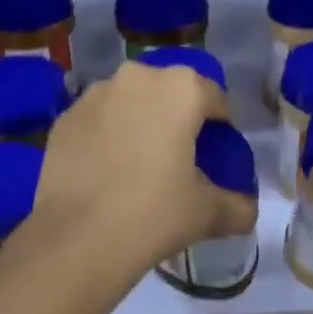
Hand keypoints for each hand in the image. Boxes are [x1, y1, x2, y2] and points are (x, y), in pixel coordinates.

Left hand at [29, 61, 256, 273]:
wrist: (77, 237)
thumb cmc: (153, 213)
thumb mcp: (207, 213)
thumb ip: (237, 206)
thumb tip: (247, 211)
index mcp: (181, 89)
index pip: (214, 98)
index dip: (221, 125)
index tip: (218, 152)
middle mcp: (138, 77)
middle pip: (170, 91)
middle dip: (177, 116)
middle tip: (179, 156)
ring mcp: (95, 93)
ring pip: (130, 100)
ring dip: (139, 120)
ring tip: (139, 161)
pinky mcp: (65, 115)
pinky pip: (98, 118)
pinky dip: (106, 134)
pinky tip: (105, 169)